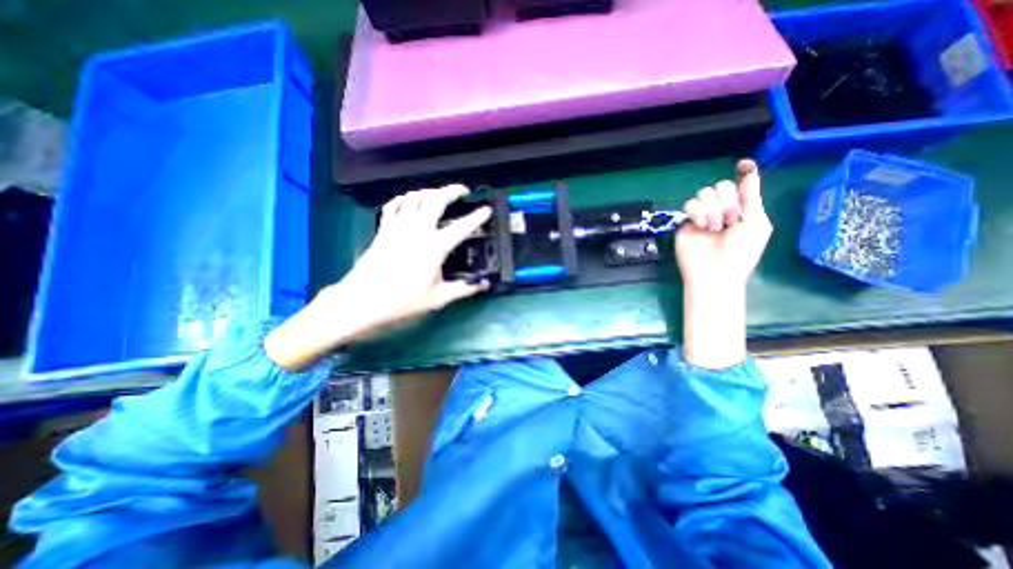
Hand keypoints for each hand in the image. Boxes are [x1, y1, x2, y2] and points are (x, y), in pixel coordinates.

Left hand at [335, 183, 490, 329]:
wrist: (363, 300)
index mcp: (434, 247)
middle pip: (436, 200)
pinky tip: (409, 202)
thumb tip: (484, 285)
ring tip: (439, 194)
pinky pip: (393, 205)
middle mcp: (418, 230)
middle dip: (452, 191)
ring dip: (429, 192)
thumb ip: (463, 289)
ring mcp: (398, 227)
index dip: (477, 217)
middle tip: (463, 191)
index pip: (461, 227)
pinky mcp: (384, 229)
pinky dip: (404, 199)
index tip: (487, 209)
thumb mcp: (438, 298)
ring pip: (414, 197)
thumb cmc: (403, 300)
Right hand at [676, 157, 773, 289]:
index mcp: (743, 209)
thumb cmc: (740, 252)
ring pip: (704, 193)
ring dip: (711, 209)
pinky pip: (689, 204)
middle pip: (721, 186)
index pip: (742, 185)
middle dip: (727, 202)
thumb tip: (749, 171)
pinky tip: (701, 225)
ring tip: (714, 227)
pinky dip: (696, 212)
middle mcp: (722, 209)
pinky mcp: (686, 221)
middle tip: (729, 221)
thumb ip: (751, 198)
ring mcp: (703, 215)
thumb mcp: (756, 224)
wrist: (714, 272)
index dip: (743, 173)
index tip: (743, 165)